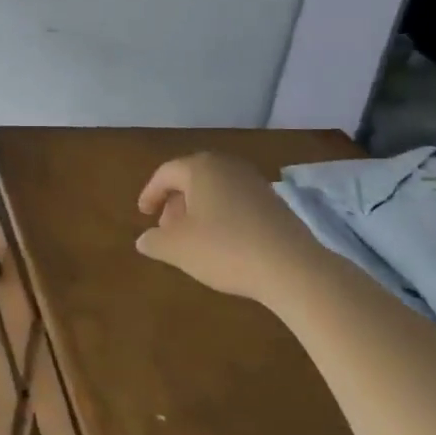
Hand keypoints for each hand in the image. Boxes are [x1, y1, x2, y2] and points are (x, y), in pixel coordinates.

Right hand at [135, 153, 321, 299]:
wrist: (293, 268)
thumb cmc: (224, 249)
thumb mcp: (177, 248)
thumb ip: (154, 241)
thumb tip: (143, 240)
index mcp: (200, 167)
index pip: (166, 173)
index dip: (150, 193)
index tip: (143, 214)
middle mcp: (228, 166)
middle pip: (192, 178)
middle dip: (175, 202)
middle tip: (166, 228)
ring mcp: (255, 182)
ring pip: (216, 190)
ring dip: (199, 210)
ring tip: (193, 238)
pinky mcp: (275, 202)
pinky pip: (237, 202)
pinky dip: (222, 215)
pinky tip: (223, 243)